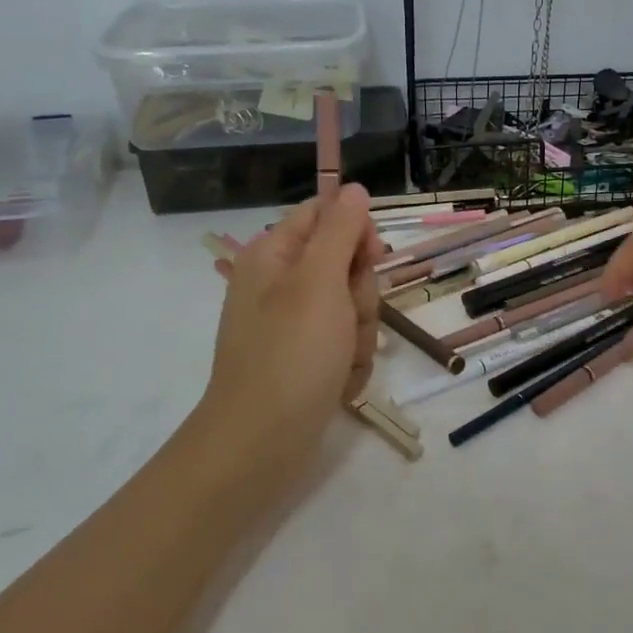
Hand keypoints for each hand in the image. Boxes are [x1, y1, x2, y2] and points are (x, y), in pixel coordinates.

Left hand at [196, 186, 381, 473]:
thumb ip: (340, 230)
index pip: (324, 214)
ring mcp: (294, 325)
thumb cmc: (291, 354)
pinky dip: (350, 363)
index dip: (355, 231)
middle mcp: (282, 285)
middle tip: (349, 319)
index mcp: (274, 256)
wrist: (261, 443)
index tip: (371, 257)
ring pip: (353, 307)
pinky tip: (339, 384)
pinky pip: (346, 343)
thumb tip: (354, 188)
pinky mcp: (306, 359)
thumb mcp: (320, 281)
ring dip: (360, 334)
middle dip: (361, 295)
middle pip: (346, 264)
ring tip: (342, 361)